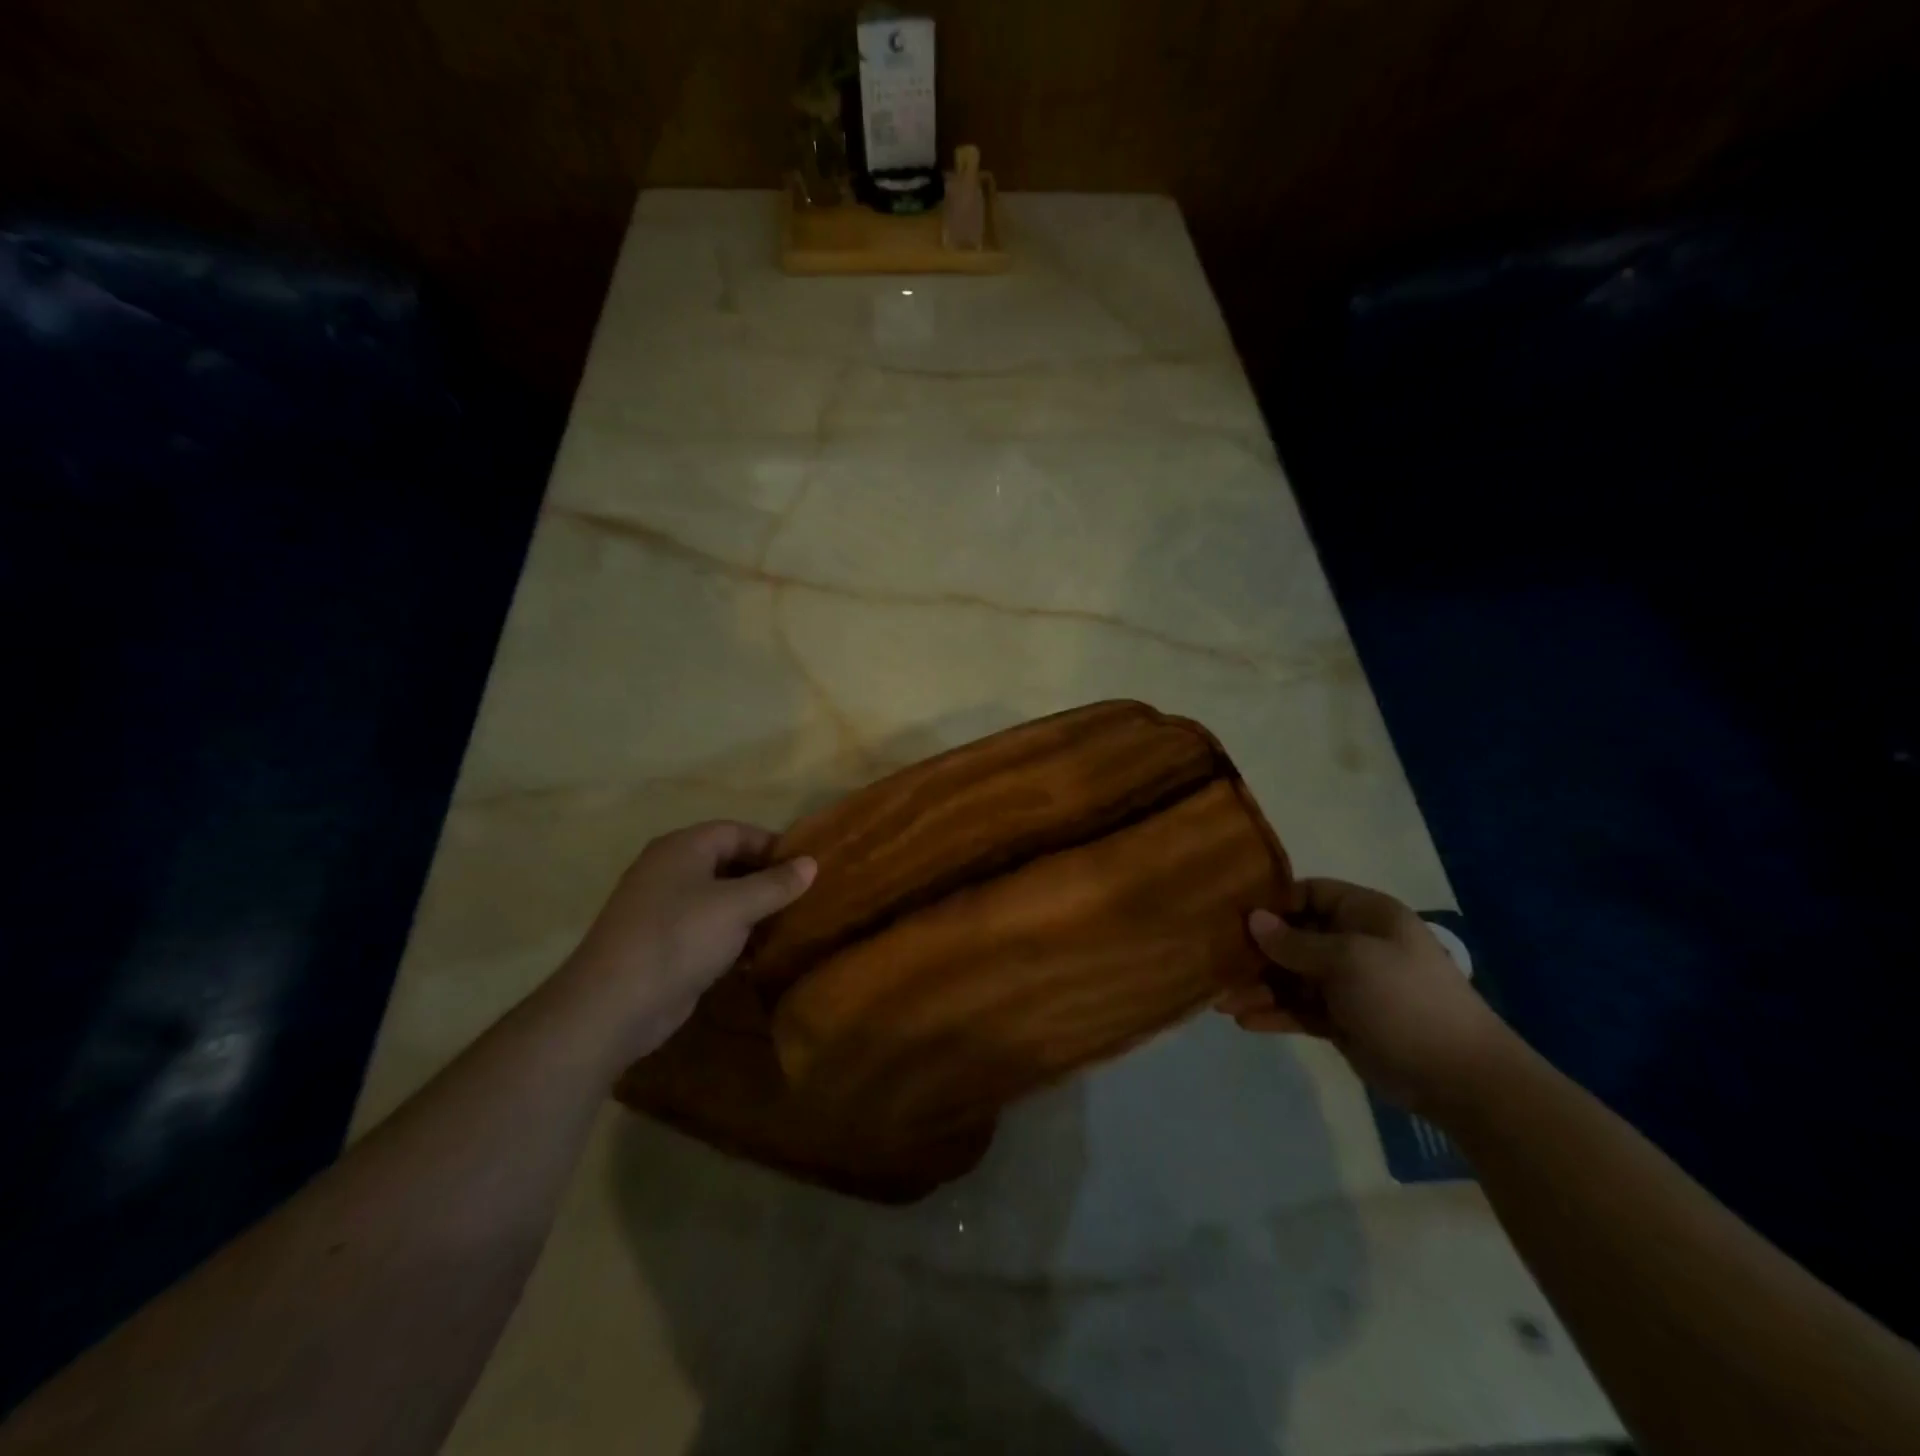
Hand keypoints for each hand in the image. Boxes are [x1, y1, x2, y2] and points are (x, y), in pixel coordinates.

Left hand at [563, 821, 815, 1057]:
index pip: (737, 831)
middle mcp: (671, 870)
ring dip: (752, 910)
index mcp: (683, 848)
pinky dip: (733, 936)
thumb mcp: (737, 906)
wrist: (614, 1004)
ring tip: (788, 926)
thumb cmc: (680, 937)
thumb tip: (811, 863)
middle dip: (765, 879)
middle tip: (802, 897)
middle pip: (728, 863)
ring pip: (719, 898)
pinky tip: (758, 956)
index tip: (806, 867)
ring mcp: (664, 908)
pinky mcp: (664, 943)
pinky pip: (707, 928)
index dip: (773, 845)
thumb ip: (776, 884)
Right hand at [1214, 878, 1515, 1116]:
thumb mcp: (1348, 961)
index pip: (1309, 893)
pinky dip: (1275, 1014)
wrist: (1461, 1079)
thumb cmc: (1405, 1000)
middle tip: (1216, 964)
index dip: (1273, 903)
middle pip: (1293, 937)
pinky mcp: (1343, 1021)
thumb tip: (1253, 920)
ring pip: (1291, 977)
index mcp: (1365, 915)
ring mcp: (1349, 984)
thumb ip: (1295, 942)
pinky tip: (1246, 1022)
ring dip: (1259, 988)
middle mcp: (1354, 943)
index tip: (1234, 916)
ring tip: (1222, 1002)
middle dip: (1256, 952)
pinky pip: (1300, 1009)